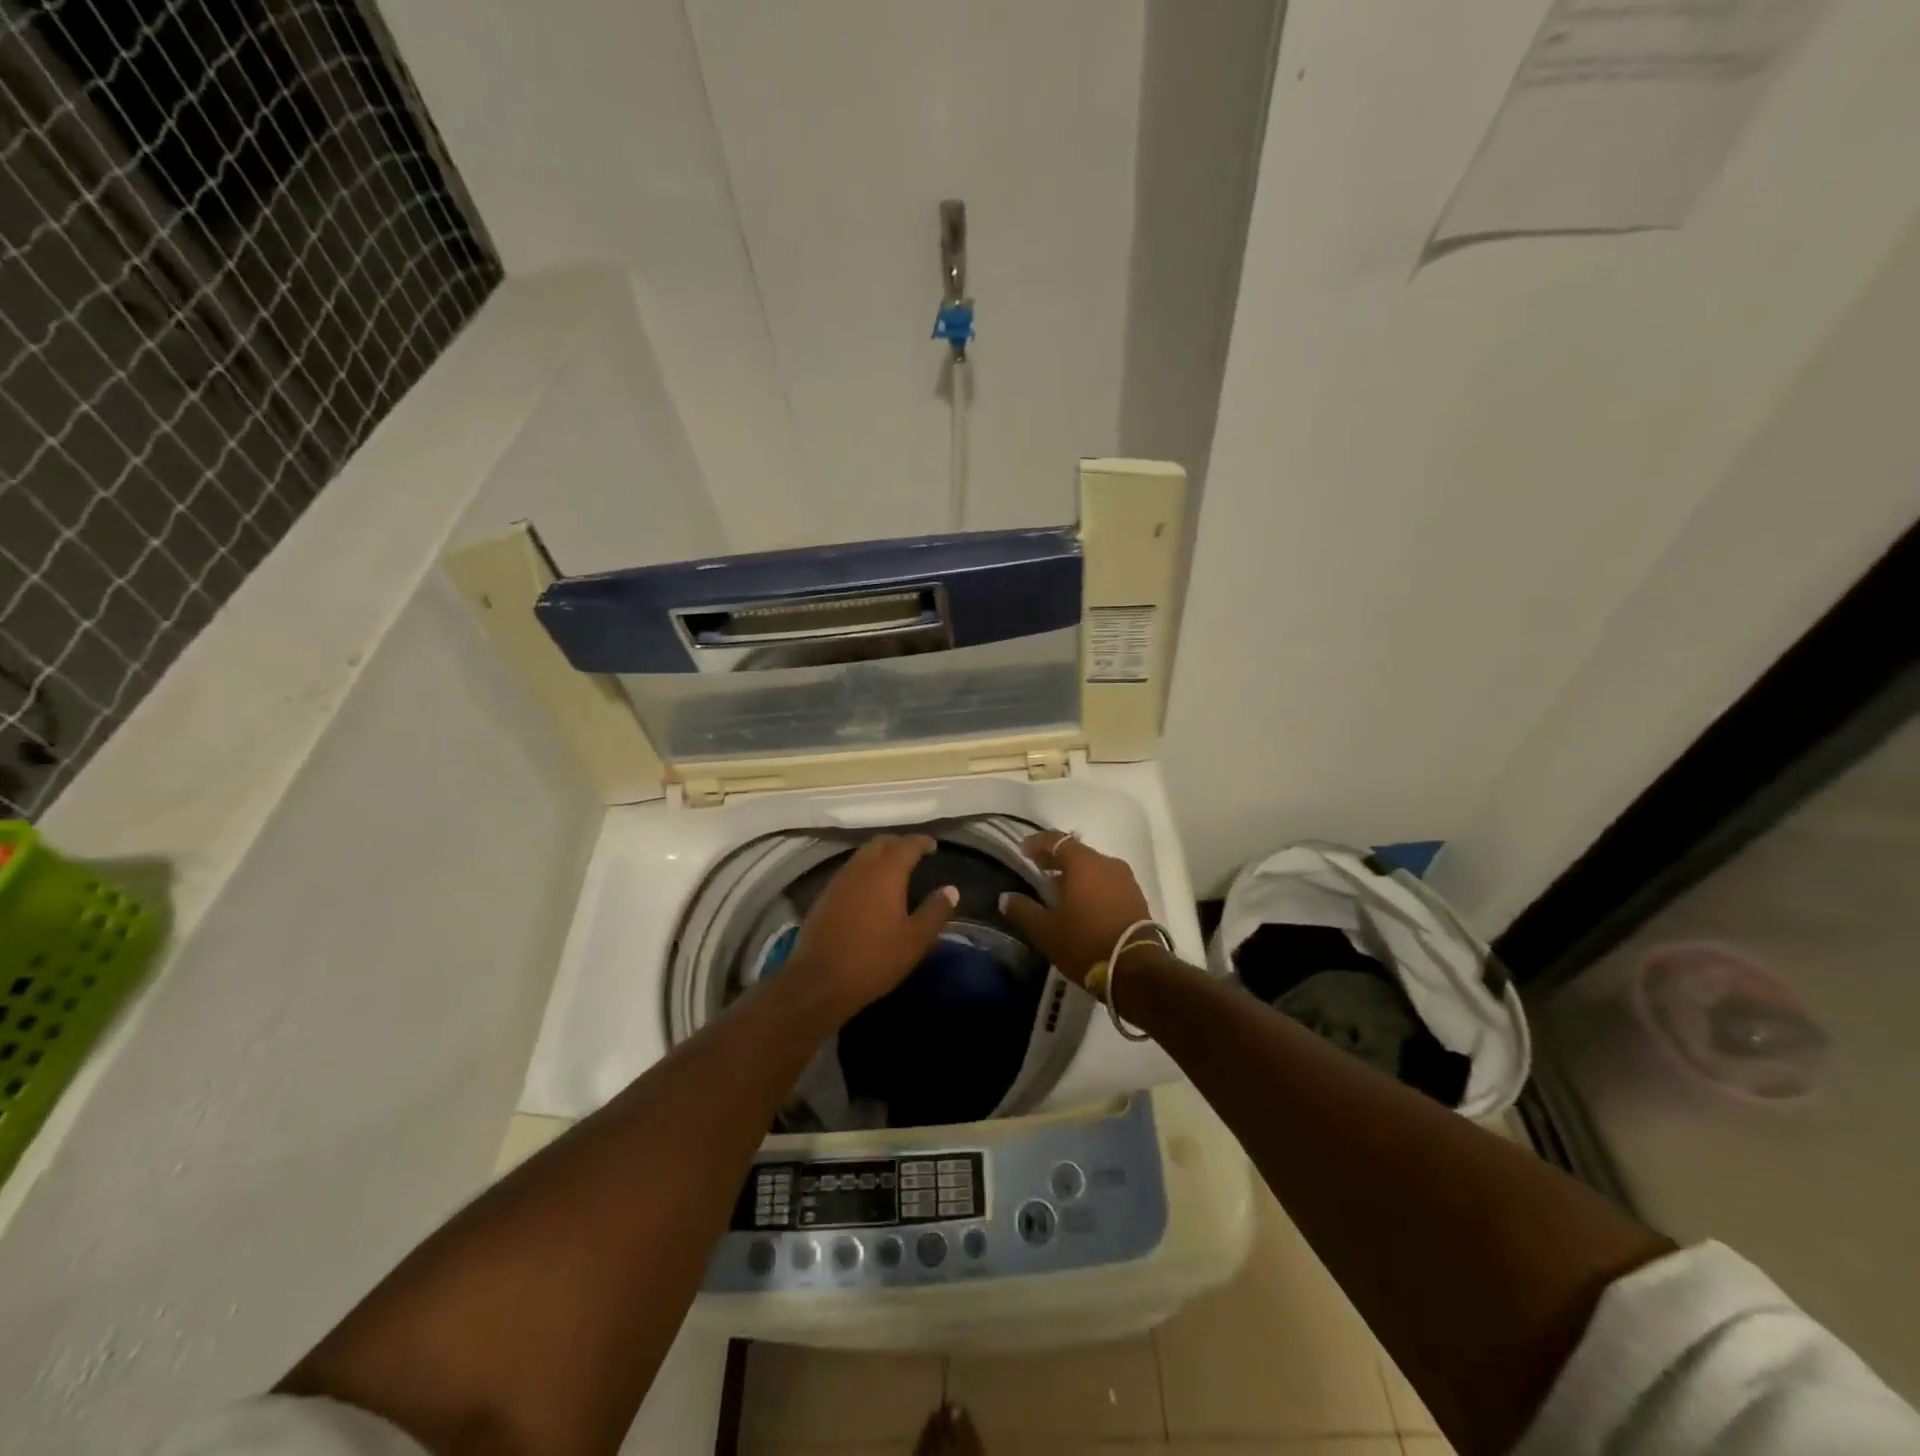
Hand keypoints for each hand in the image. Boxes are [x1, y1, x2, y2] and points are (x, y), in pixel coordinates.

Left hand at [787, 834, 958, 1018]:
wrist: (819, 981)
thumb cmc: (874, 959)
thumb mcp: (915, 940)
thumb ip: (935, 911)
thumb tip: (951, 889)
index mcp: (886, 872)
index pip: (907, 845)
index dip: (921, 842)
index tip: (933, 846)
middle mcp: (861, 868)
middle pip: (881, 843)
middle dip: (899, 844)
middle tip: (914, 854)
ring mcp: (838, 881)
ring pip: (862, 855)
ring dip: (880, 855)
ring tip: (894, 869)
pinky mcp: (824, 896)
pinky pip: (849, 871)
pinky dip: (864, 870)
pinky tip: (869, 889)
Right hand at [998, 831, 1150, 986]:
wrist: (1137, 970)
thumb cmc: (1085, 943)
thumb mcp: (1045, 931)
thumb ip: (1023, 910)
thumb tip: (1005, 898)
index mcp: (1083, 863)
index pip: (1055, 840)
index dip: (1037, 843)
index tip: (1023, 851)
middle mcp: (1106, 863)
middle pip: (1076, 852)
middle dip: (1055, 859)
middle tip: (1038, 869)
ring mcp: (1125, 879)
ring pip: (1094, 867)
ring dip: (1075, 874)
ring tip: (1059, 890)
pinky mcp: (1137, 897)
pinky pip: (1107, 882)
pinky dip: (1092, 886)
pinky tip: (1082, 904)